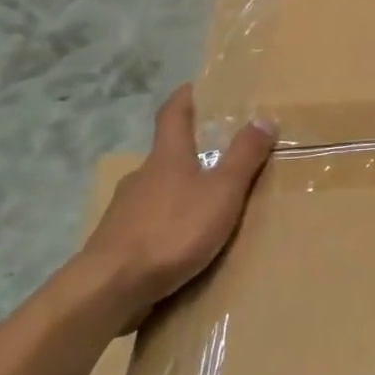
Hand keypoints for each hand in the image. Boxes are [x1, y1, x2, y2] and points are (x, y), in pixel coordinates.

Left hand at [77, 86, 274, 325]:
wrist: (110, 288)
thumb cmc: (172, 231)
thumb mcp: (222, 192)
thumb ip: (244, 157)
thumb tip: (264, 117)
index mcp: (167, 158)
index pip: (173, 115)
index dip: (184, 98)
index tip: (195, 86)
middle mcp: (141, 176)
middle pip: (166, 155)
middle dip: (190, 153)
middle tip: (219, 157)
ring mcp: (124, 210)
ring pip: (157, 192)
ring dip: (179, 193)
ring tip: (207, 207)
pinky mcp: (117, 243)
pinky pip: (148, 224)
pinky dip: (166, 225)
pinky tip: (181, 244)